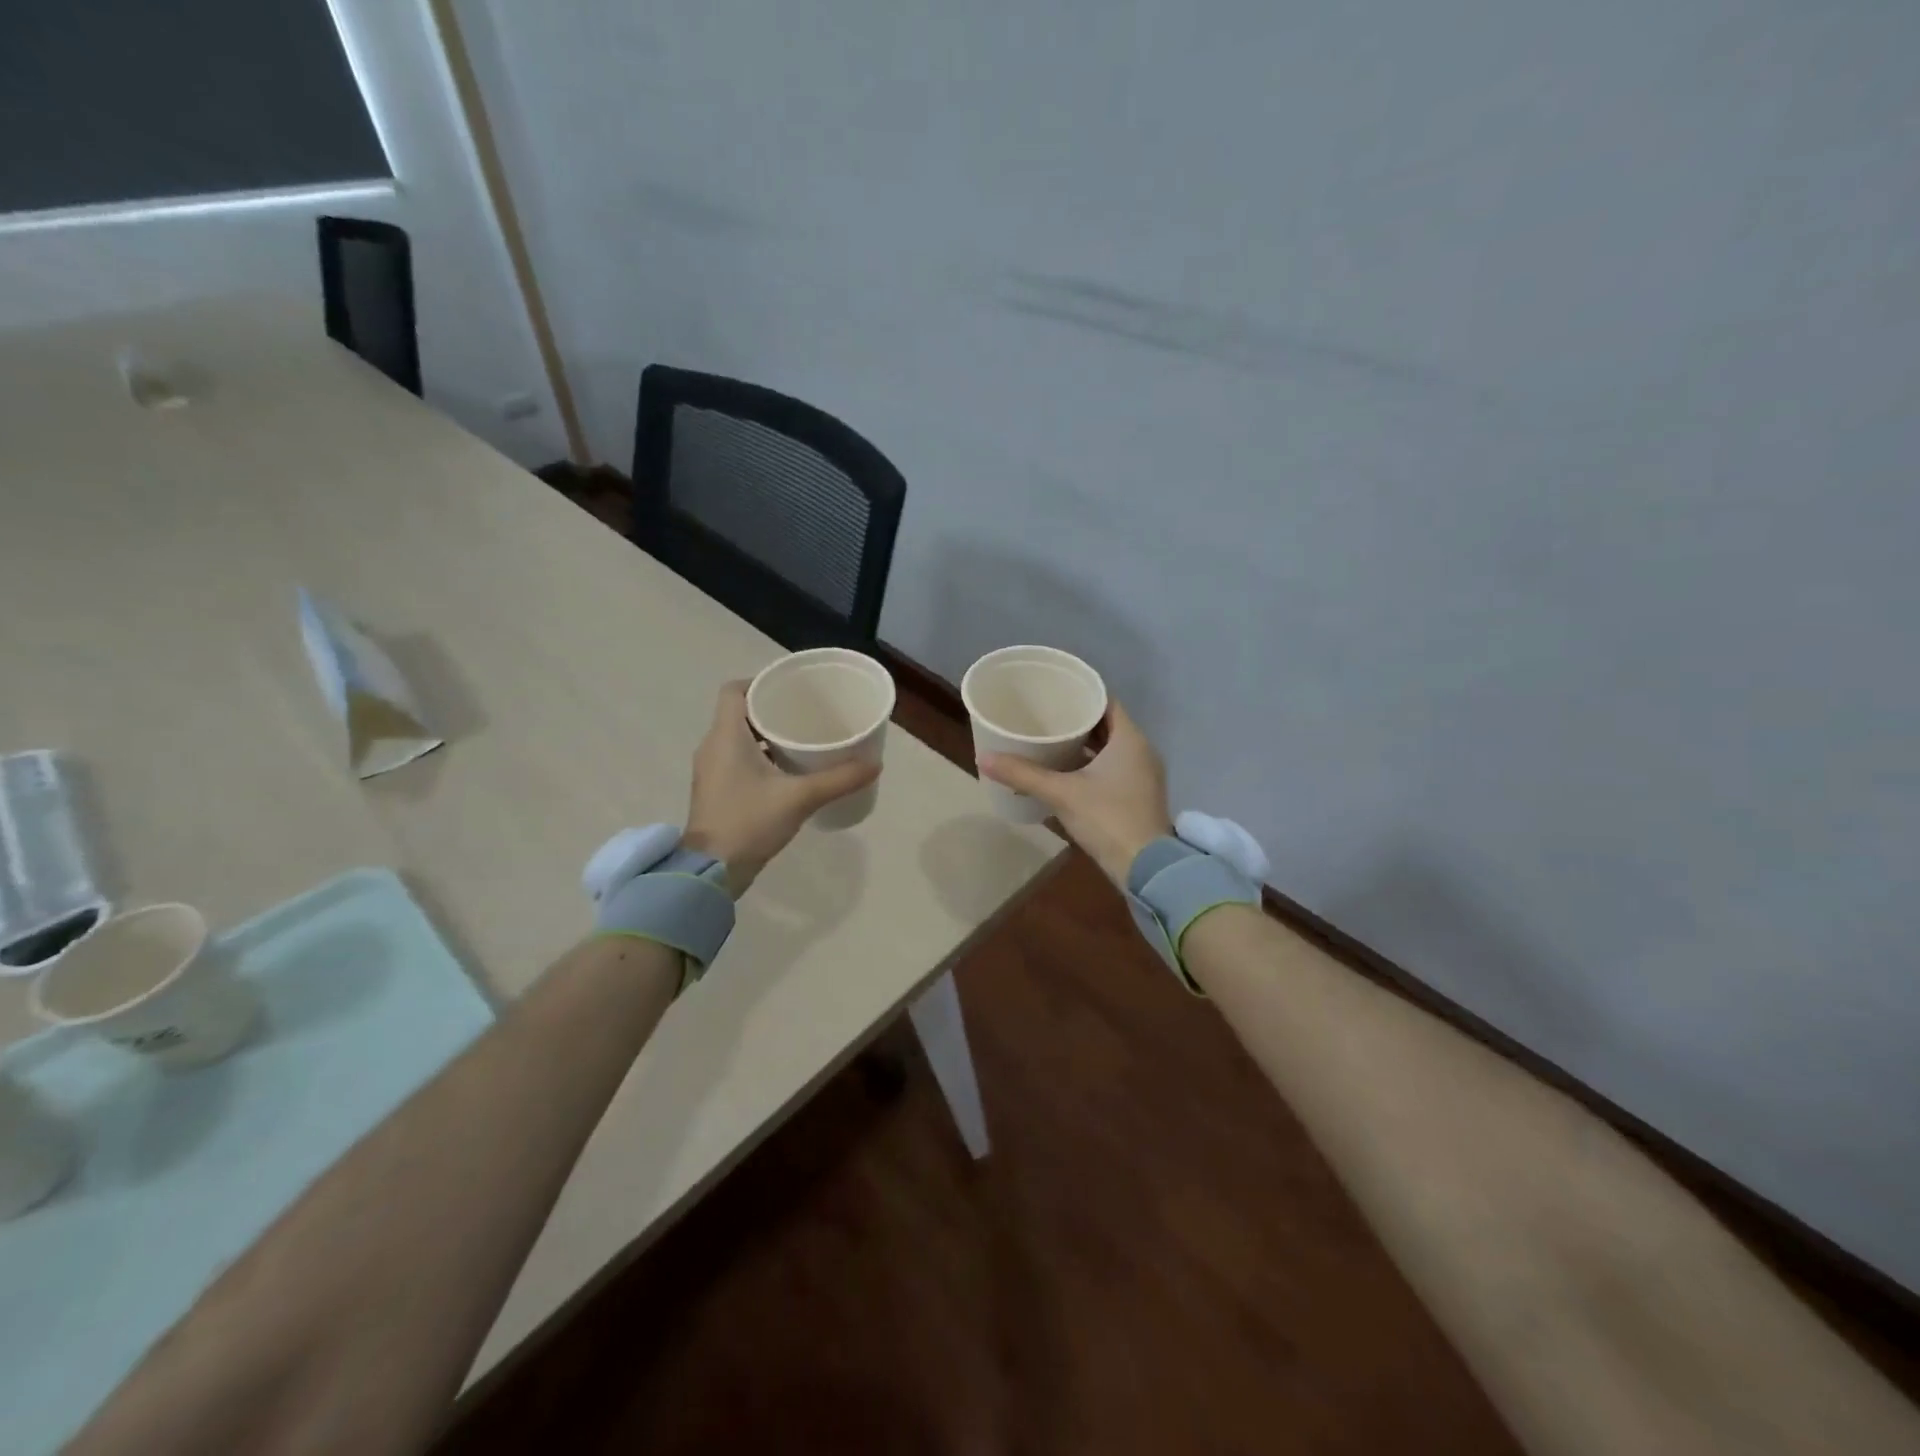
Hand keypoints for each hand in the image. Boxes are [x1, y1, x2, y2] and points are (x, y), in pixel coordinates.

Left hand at [683, 681, 878, 895]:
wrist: (711, 871)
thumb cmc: (749, 822)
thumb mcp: (800, 798)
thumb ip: (839, 779)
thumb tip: (875, 764)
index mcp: (726, 736)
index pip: (734, 690)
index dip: (760, 682)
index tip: (790, 690)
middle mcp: (713, 746)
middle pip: (740, 712)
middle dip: (772, 710)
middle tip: (806, 713)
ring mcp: (712, 770)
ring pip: (739, 738)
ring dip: (767, 735)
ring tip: (802, 740)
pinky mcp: (717, 791)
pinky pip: (738, 759)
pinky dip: (761, 757)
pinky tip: (789, 771)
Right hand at [979, 701, 1171, 887]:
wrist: (1146, 868)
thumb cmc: (1107, 818)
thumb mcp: (1062, 793)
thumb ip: (1023, 774)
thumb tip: (984, 758)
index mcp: (1130, 740)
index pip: (1106, 702)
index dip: (1081, 695)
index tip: (1056, 693)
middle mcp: (1141, 752)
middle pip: (1107, 726)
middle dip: (1077, 722)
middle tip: (1046, 717)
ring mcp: (1143, 776)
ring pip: (1110, 750)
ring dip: (1084, 746)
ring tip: (1050, 742)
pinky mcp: (1139, 797)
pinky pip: (1113, 770)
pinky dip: (1092, 767)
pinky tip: (1066, 774)